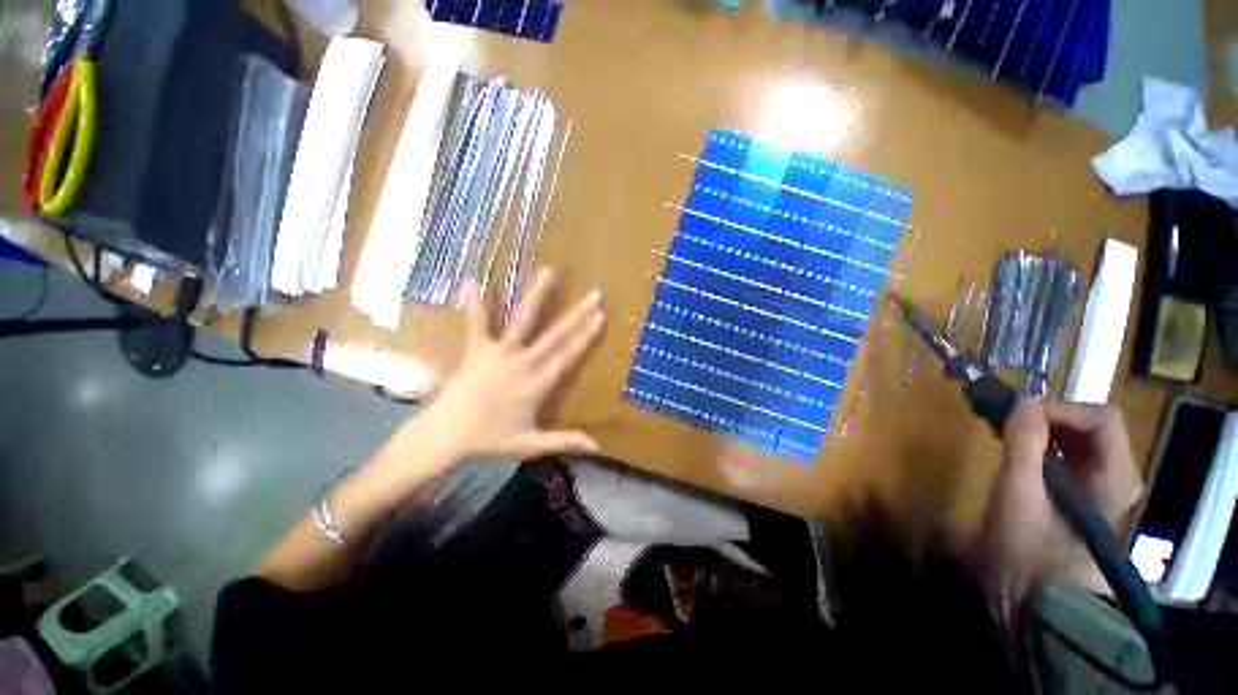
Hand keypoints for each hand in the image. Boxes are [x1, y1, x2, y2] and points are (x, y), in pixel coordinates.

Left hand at [416, 268, 605, 463]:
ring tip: (549, 271)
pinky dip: (474, 304)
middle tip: (594, 294)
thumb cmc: (489, 441)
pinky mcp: (476, 350)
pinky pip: (476, 324)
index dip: (586, 336)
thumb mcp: (530, 445)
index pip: (568, 356)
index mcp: (537, 384)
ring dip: (537, 296)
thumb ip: (565, 441)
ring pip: (523, 321)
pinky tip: (469, 280)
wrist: (445, 436)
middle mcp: (522, 363)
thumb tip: (598, 447)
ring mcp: (498, 353)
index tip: (601, 317)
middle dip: (577, 314)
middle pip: (555, 335)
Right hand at [982, 400, 1142, 590]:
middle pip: (1094, 426)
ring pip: (1083, 439)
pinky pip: (1074, 454)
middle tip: (1011, 421)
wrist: (1035, 593)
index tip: (1020, 414)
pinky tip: (1022, 450)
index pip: (1101, 418)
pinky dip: (1048, 444)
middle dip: (1052, 416)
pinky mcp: (1087, 494)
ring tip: (1011, 433)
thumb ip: (1024, 443)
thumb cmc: (1028, 544)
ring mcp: (1106, 486)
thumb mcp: (1019, 491)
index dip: (1061, 408)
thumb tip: (1023, 401)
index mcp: (1115, 476)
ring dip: (1048, 428)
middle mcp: (1119, 476)